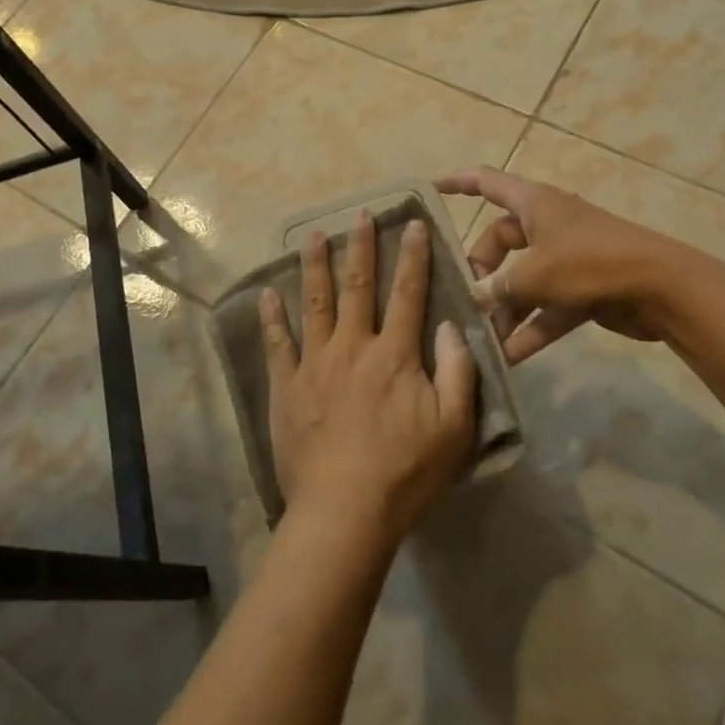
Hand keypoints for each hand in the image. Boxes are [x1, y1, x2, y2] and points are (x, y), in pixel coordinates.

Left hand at [258, 212, 477, 543]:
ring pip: (315, 302)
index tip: (413, 222)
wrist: (344, 510)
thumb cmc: (405, 472)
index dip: (413, 255)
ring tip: (313, 235)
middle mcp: (353, 346)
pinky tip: (266, 293)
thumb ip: (458, 371)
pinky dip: (271, 317)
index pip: (408, 292)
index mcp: (395, 354)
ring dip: (315, 265)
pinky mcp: (286, 386)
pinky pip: (276, 343)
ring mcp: (315, 363)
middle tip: (359, 214)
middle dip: (360, 246)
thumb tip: (453, 324)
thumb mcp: (454, 427)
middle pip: (357, 286)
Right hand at [434, 167, 668, 363]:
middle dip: (481, 271)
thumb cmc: (590, 263)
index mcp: (533, 203)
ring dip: (505, 308)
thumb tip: (475, 297)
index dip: (457, 182)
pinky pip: (547, 307)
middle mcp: (547, 225)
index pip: (486, 182)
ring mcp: (566, 257)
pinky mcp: (583, 288)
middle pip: (500, 241)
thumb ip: (498, 286)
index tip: (430, 188)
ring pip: (523, 279)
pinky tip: (511, 357)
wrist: (661, 288)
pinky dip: (531, 328)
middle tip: (467, 300)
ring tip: (483, 337)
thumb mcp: (534, 273)